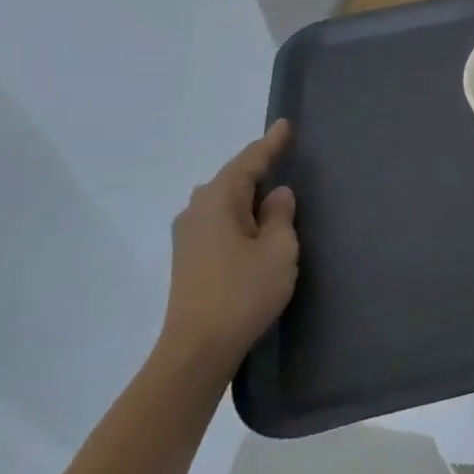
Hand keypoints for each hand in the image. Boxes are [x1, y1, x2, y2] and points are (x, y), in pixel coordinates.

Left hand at [158, 120, 300, 381]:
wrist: (197, 349)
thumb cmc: (243, 292)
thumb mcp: (278, 249)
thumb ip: (280, 215)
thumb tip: (276, 195)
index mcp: (218, 200)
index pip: (249, 161)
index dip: (270, 144)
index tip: (285, 125)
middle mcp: (196, 210)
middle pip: (232, 178)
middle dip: (256, 167)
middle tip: (282, 155)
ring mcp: (188, 235)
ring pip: (223, 200)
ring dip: (246, 193)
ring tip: (271, 190)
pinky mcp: (189, 258)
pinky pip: (218, 219)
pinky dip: (238, 213)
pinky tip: (253, 223)